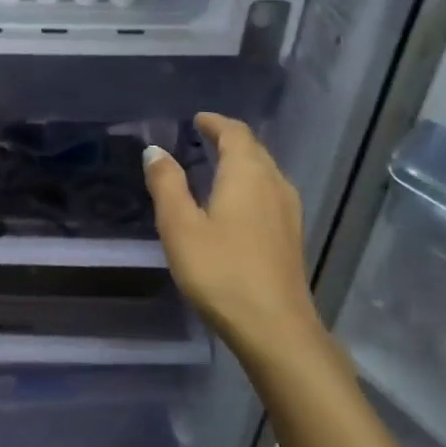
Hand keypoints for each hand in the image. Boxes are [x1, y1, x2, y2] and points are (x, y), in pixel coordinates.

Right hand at [142, 113, 329, 368]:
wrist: (274, 327)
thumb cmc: (220, 272)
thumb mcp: (180, 227)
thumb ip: (167, 184)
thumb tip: (155, 150)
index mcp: (248, 175)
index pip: (235, 133)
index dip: (215, 123)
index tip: (197, 119)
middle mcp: (274, 184)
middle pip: (254, 150)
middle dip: (229, 139)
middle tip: (202, 138)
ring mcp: (288, 211)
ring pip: (265, 172)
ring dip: (241, 162)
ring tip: (215, 165)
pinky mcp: (290, 236)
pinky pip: (268, 193)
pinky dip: (249, 184)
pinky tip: (234, 203)